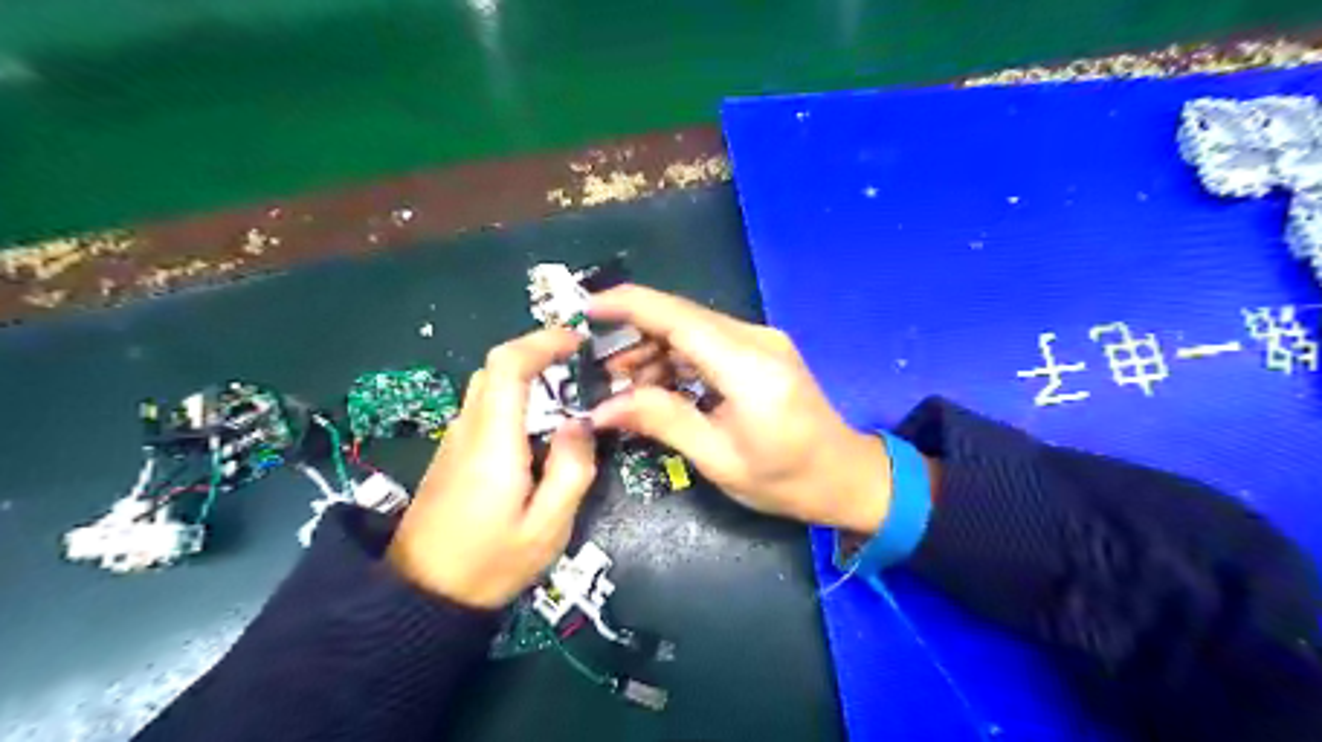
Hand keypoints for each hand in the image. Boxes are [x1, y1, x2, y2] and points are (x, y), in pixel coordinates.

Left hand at [389, 331, 597, 608]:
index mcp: (492, 442)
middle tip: (580, 366)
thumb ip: (571, 470)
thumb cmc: (489, 564)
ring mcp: (455, 441)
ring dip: (527, 377)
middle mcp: (468, 430)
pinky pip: (485, 410)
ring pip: (488, 387)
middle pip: (495, 369)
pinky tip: (540, 429)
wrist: (419, 598)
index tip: (578, 340)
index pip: (506, 366)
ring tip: (568, 394)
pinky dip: (515, 400)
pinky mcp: (452, 455)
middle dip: (538, 355)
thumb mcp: (547, 528)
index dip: (541, 341)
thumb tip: (580, 422)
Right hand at [594, 283, 891, 533]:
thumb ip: (661, 421)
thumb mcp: (717, 458)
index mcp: (748, 366)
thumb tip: (602, 408)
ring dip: (652, 351)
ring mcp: (760, 342)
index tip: (584, 307)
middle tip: (595, 371)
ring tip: (621, 387)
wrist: (844, 476)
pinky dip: (676, 360)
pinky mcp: (760, 351)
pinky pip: (707, 344)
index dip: (628, 306)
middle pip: (681, 319)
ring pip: (691, 330)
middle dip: (632, 336)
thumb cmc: (785, 479)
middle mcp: (755, 340)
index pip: (678, 318)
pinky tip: (655, 387)